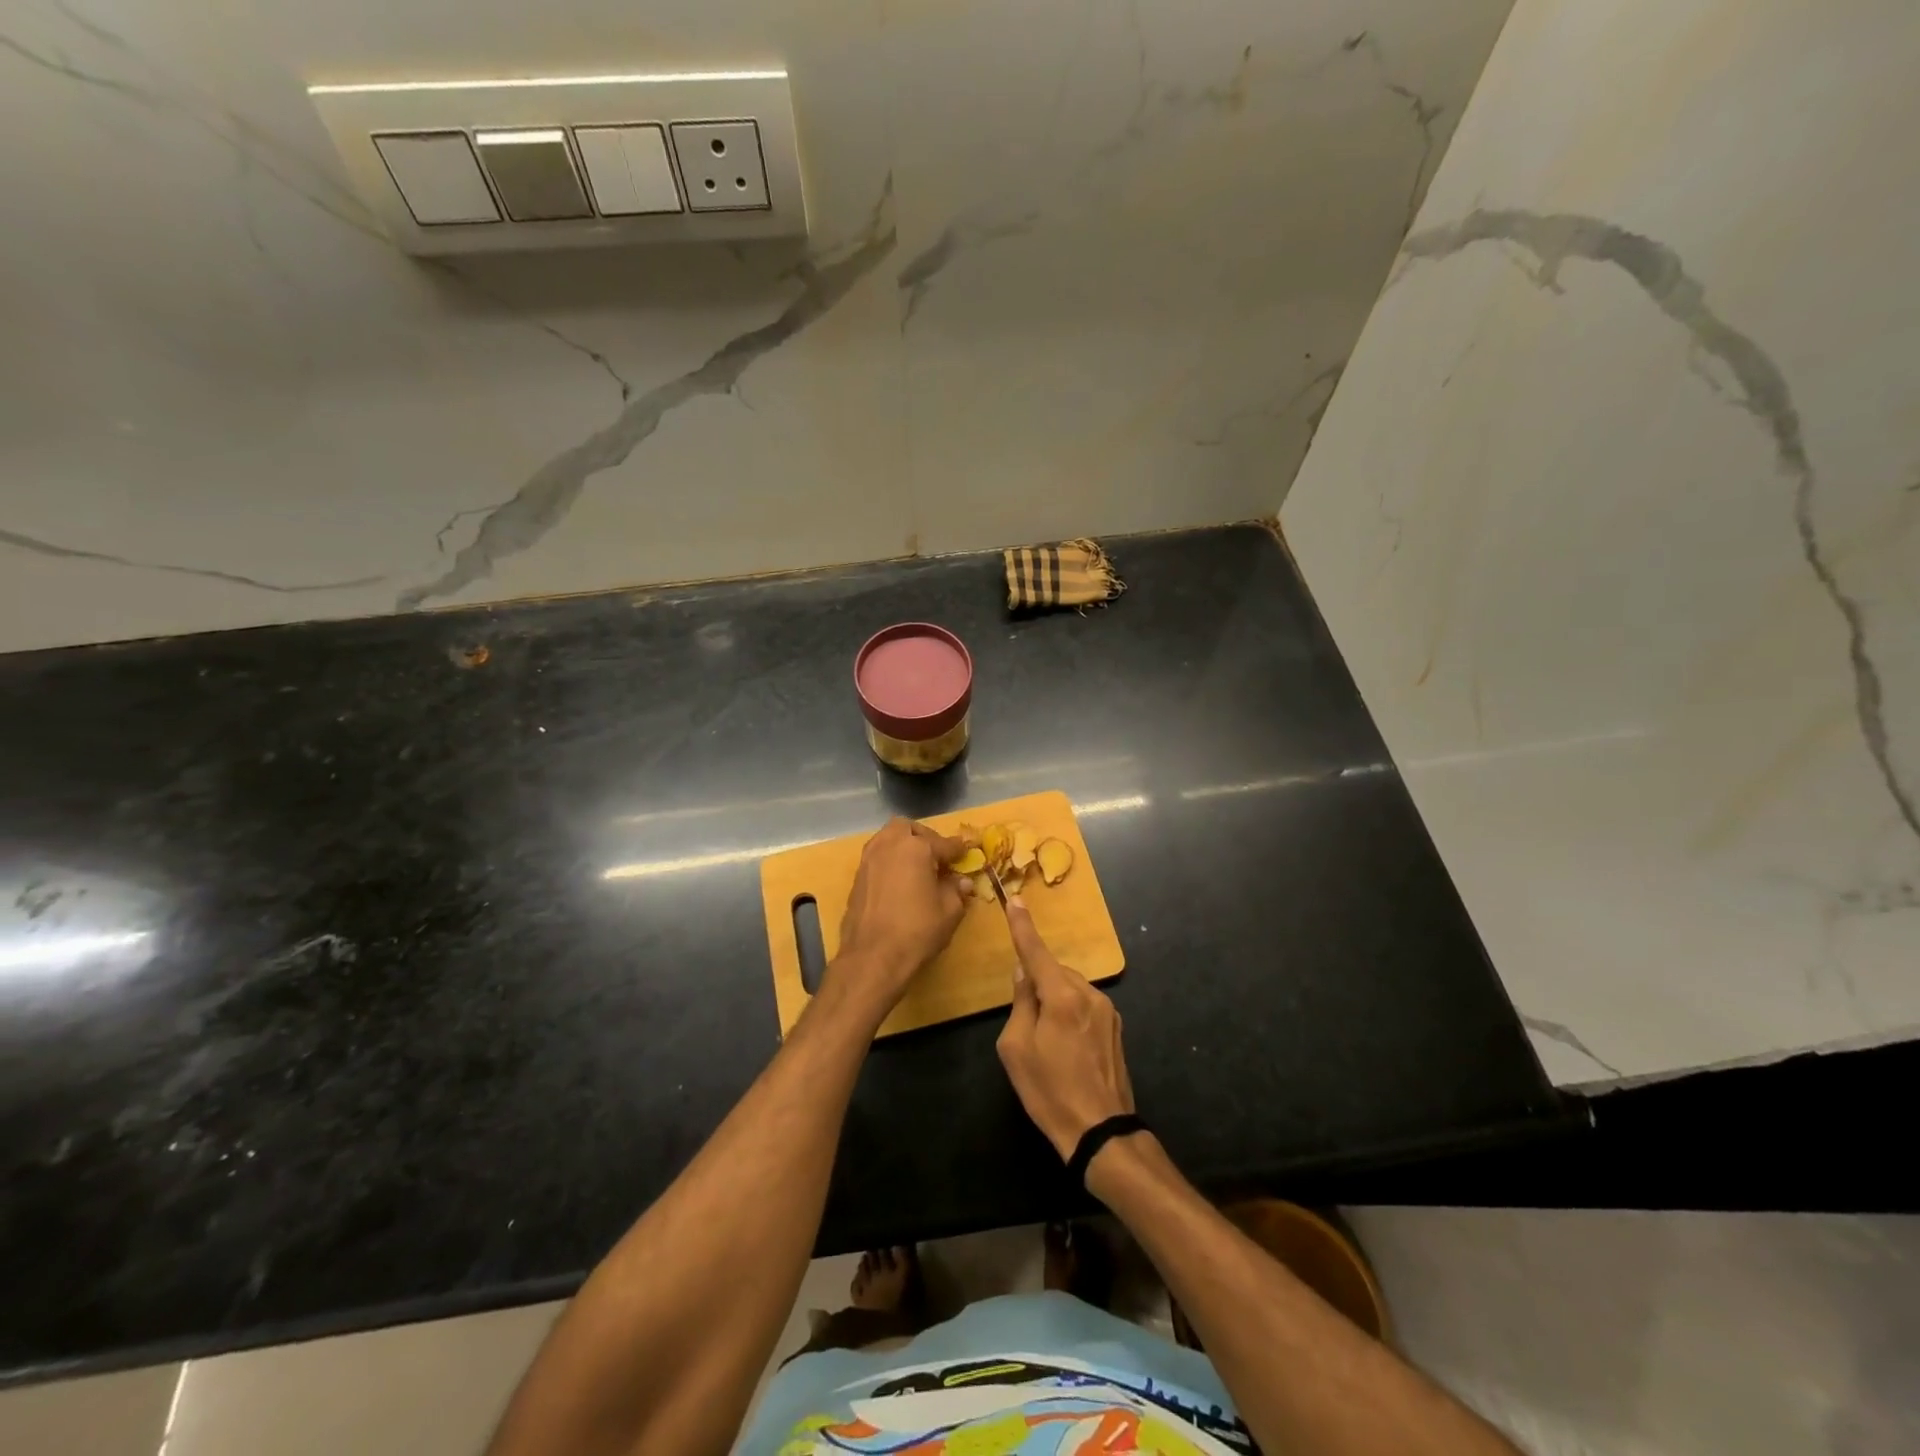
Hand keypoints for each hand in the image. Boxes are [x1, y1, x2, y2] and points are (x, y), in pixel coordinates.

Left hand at [832, 817, 967, 1010]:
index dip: (959, 849)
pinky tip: (899, 881)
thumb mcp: (949, 911)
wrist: (872, 956)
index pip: (944, 843)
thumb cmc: (917, 930)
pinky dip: (890, 861)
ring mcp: (869, 859)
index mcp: (916, 847)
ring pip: (887, 838)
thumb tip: (961, 882)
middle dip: (924, 837)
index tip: (967, 852)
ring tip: (917, 867)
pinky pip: (877, 857)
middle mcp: (889, 845)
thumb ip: (956, 890)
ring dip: (903, 846)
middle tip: (936, 857)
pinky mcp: (857, 877)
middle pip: (908, 828)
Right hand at [995, 898, 1135, 1160]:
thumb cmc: (1049, 1091)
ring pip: (1070, 989)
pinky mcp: (1116, 1027)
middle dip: (1038, 985)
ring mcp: (1107, 1010)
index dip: (1022, 926)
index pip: (1036, 952)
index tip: (1015, 900)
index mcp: (1062, 996)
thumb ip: (1020, 1003)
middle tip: (1026, 1025)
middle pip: (1054, 973)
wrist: (1100, 1132)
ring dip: (1055, 1001)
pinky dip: (1070, 1014)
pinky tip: (1067, 1048)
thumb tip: (1024, 974)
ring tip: (1048, 1044)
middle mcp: (1089, 994)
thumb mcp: (1016, 1048)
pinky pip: (1084, 1005)